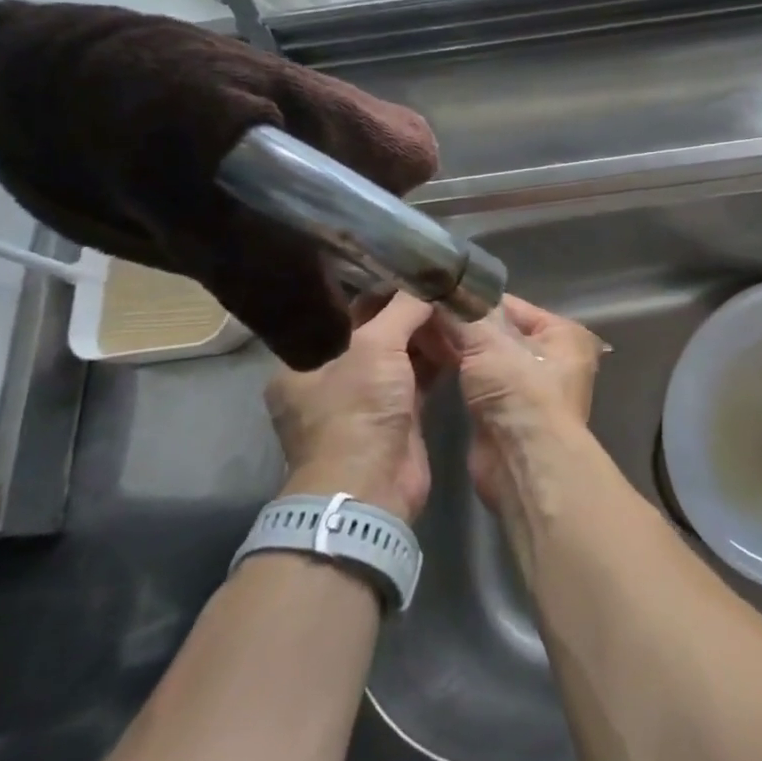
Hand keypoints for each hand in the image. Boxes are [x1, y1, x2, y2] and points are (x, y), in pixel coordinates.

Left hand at [263, 292, 444, 523]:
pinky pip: (417, 378)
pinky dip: (435, 361)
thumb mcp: (375, 347)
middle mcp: (330, 380)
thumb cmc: (358, 410)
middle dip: (407, 314)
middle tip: (441, 288)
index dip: (377, 292)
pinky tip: (458, 340)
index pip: (342, 314)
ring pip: (398, 357)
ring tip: (455, 309)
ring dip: (424, 337)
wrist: (372, 487)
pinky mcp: (396, 418)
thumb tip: (430, 283)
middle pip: (373, 334)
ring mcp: (364, 401)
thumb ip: (403, 310)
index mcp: (303, 363)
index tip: (412, 273)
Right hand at [432, 296, 603, 513]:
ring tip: (417, 329)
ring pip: (487, 358)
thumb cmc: (520, 391)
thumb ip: (464, 316)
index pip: (514, 306)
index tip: (439, 292)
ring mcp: (530, 388)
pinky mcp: (507, 412)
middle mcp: (553, 358)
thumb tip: (440, 292)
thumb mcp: (491, 343)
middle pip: (500, 332)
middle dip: (463, 324)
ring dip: (457, 347)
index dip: (476, 300)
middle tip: (421, 311)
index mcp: (564, 334)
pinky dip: (458, 370)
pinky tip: (426, 357)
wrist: (523, 460)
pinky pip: (478, 381)